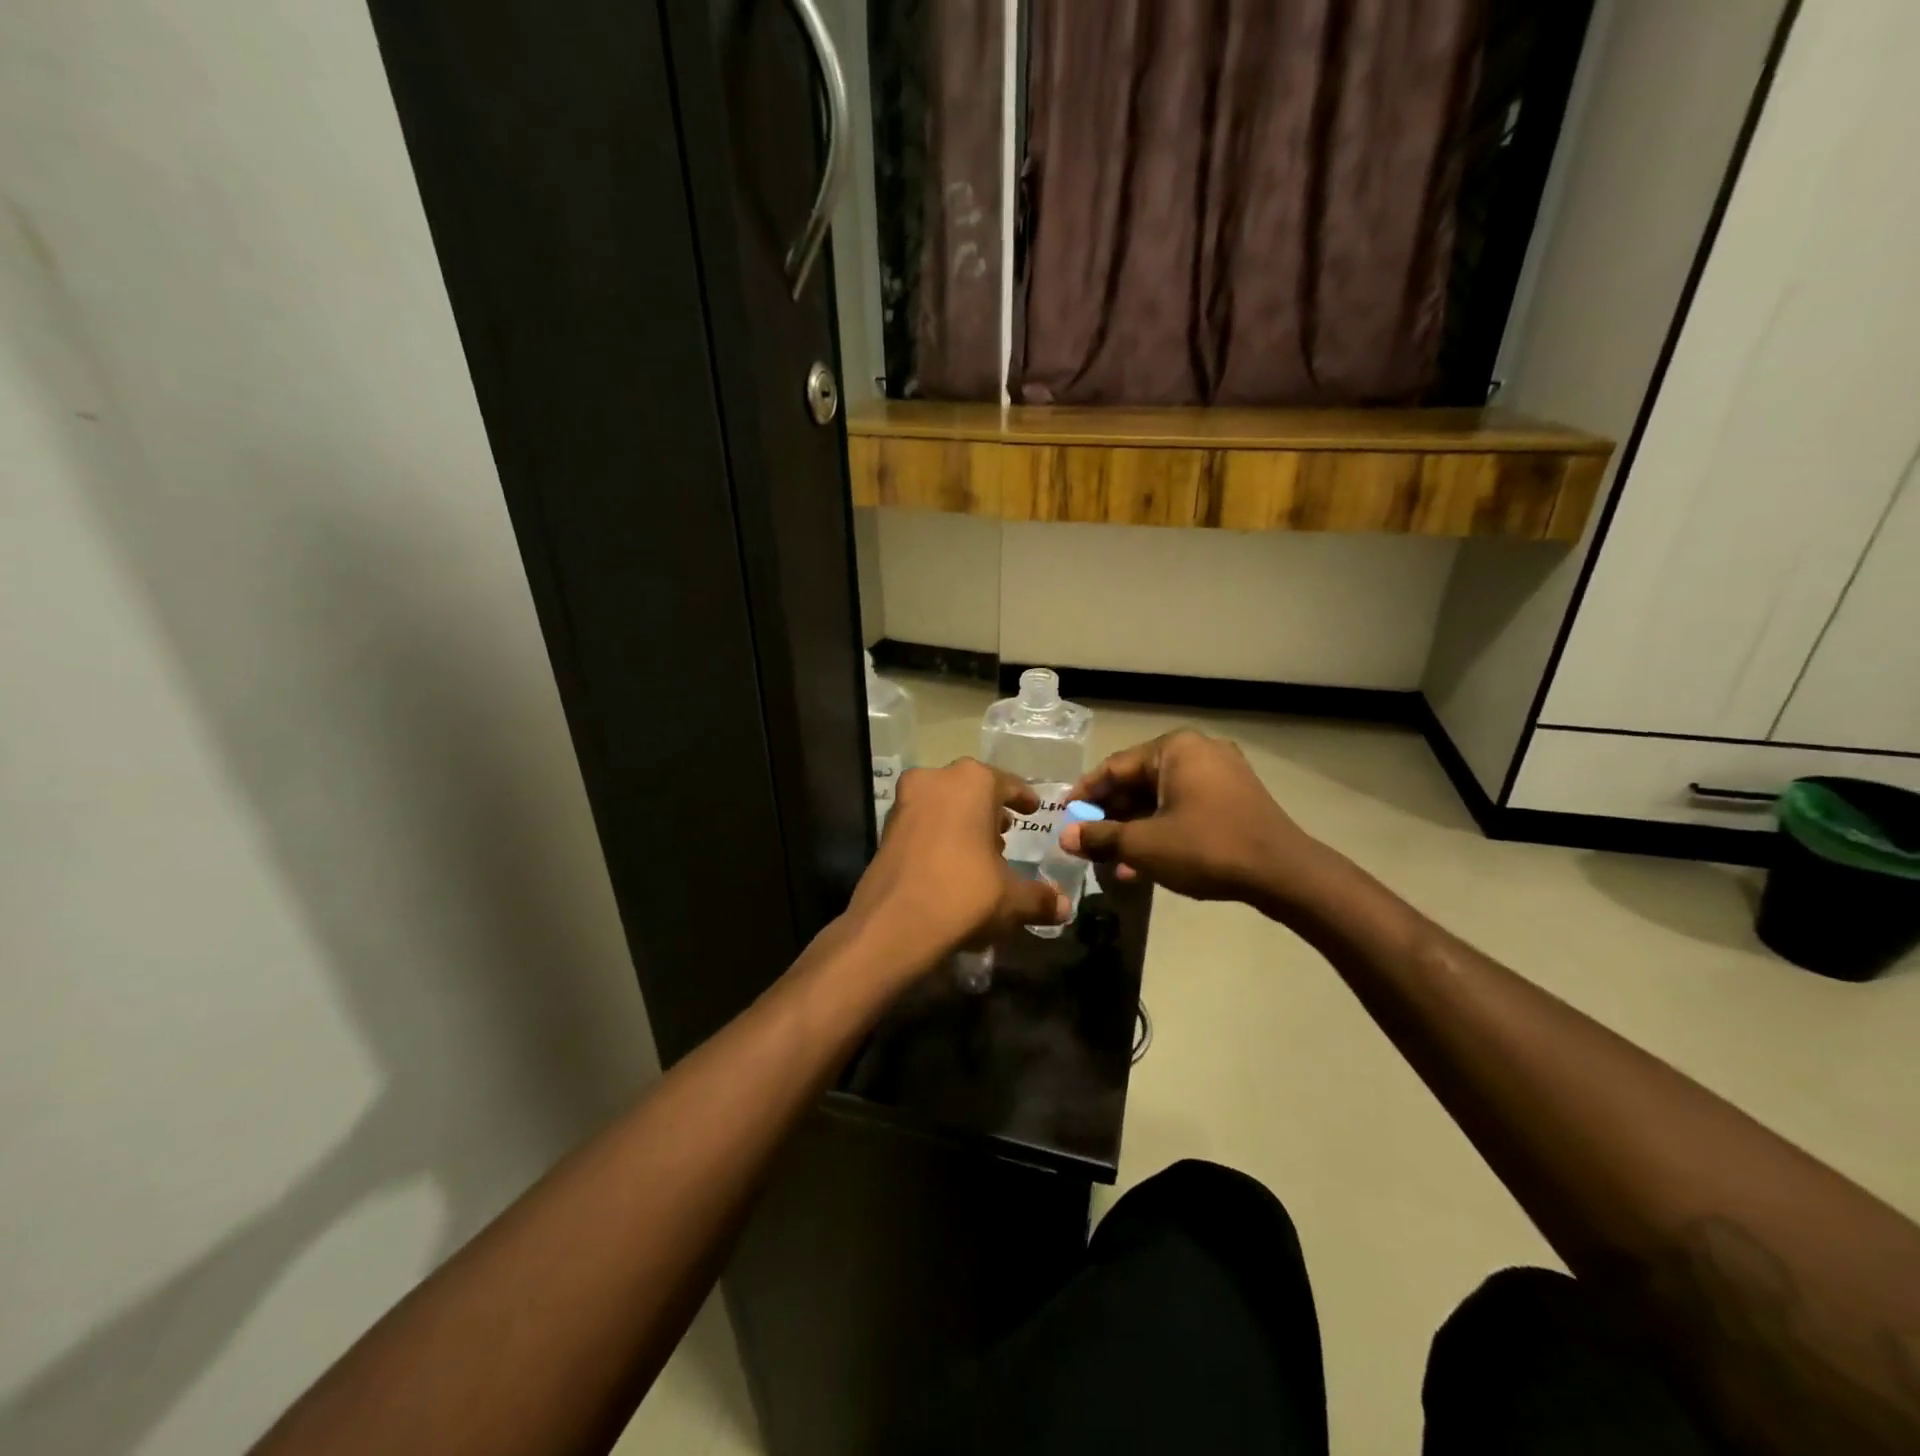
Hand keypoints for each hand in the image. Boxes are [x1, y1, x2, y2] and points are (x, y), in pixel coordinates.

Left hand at [846, 758, 1067, 972]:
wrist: (892, 924)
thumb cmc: (963, 895)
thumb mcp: (1012, 899)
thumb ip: (1040, 898)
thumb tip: (1063, 908)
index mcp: (973, 782)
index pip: (1007, 783)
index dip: (1022, 798)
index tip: (1032, 809)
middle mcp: (936, 780)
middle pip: (972, 789)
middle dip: (989, 809)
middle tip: (1006, 832)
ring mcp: (906, 801)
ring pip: (943, 803)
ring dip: (962, 821)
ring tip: (981, 851)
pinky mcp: (885, 827)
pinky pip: (923, 822)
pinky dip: (939, 834)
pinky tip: (951, 864)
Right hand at [1061, 730, 1323, 906]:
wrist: (1284, 874)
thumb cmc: (1207, 847)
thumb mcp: (1145, 844)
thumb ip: (1101, 837)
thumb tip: (1066, 837)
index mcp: (1175, 748)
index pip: (1114, 767)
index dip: (1085, 794)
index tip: (1063, 816)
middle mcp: (1198, 751)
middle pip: (1138, 781)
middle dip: (1110, 816)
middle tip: (1086, 841)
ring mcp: (1221, 773)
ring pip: (1161, 798)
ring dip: (1134, 828)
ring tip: (1112, 861)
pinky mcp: (1235, 797)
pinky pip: (1185, 806)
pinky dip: (1162, 829)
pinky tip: (1144, 862)